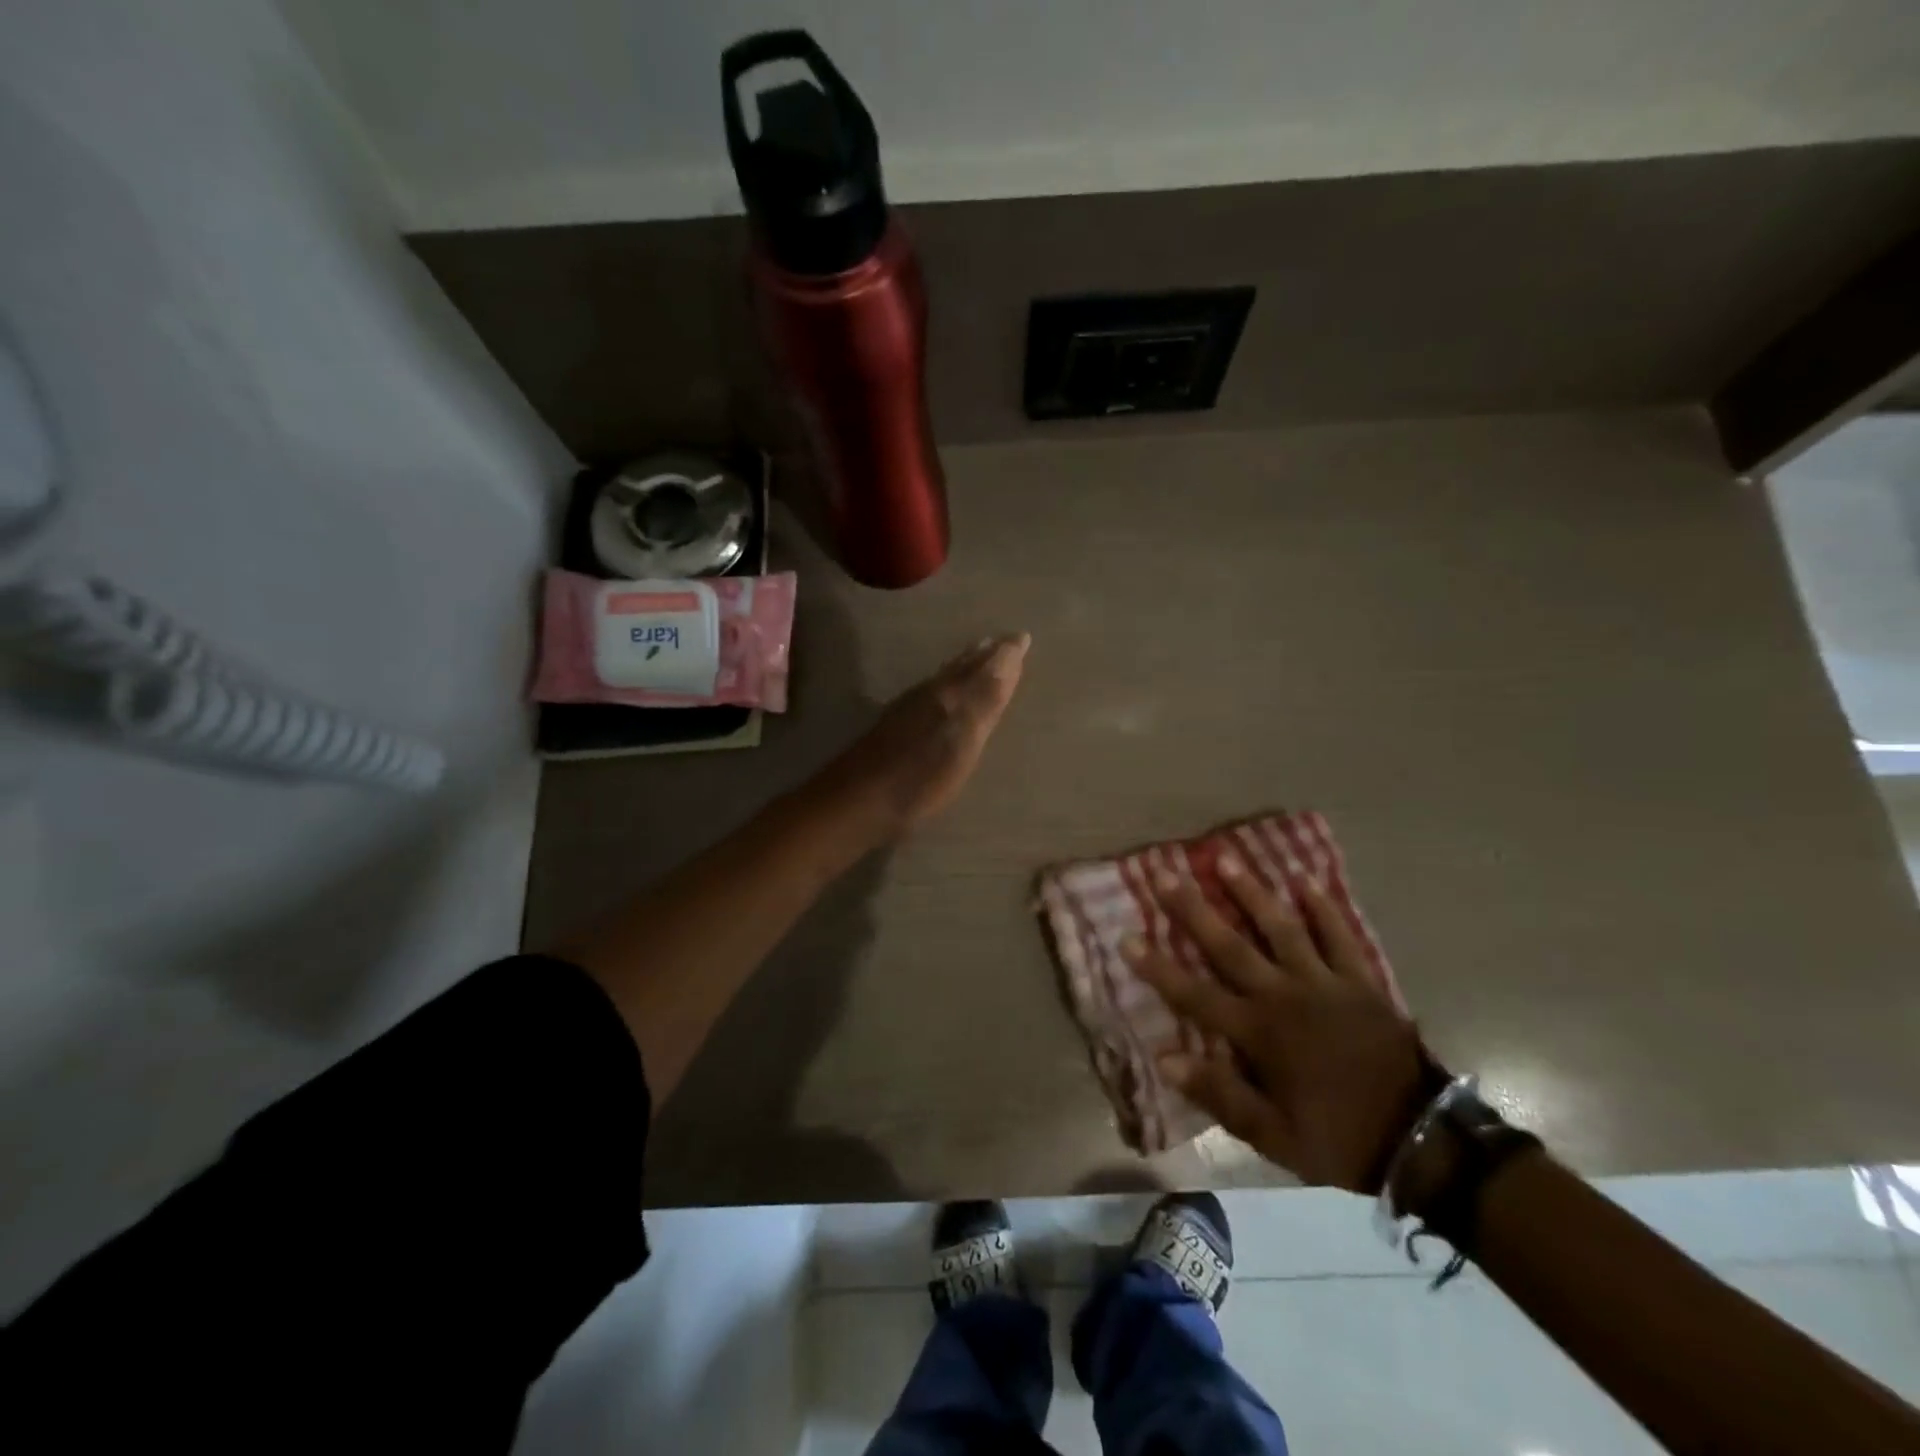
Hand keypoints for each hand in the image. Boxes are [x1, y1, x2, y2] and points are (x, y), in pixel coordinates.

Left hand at [820, 633, 1029, 838]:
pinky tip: (939, 694)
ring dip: (962, 667)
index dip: (1005, 653)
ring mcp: (907, 710)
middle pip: (960, 668)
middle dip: (983, 655)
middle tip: (1000, 642)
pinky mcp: (892, 728)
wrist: (856, 802)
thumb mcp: (963, 738)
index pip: (984, 666)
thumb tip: (1010, 650)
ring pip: (943, 678)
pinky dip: (944, 684)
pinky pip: (928, 692)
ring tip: (975, 658)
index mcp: (949, 694)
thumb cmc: (919, 777)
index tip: (1022, 637)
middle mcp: (928, 694)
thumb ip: (986, 696)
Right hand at [1124, 859, 1439, 1193]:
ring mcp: (1324, 983)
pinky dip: (1323, 909)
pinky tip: (1306, 882)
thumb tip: (1165, 1058)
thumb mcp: (1274, 1136)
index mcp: (1259, 1033)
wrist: (1422, 1141)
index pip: (1195, 995)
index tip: (1126, 936)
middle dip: (1193, 910)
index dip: (1158, 967)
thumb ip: (1220, 1094)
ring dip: (1251, 893)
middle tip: (1166, 874)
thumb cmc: (1339, 1137)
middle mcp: (1284, 995)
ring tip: (1226, 859)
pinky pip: (1339, 937)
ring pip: (1281, 928)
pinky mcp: (1359, 981)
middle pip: (1230, 946)